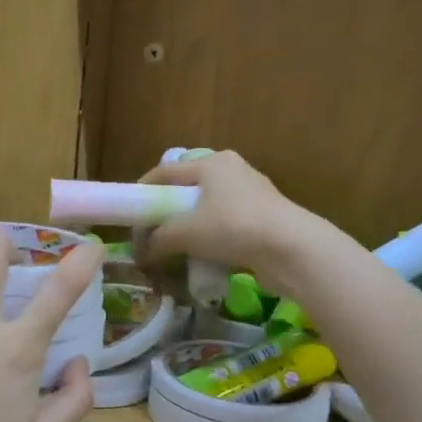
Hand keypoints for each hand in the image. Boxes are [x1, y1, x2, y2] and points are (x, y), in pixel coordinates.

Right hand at [136, 151, 329, 295]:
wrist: (292, 249)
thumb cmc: (232, 228)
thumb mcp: (185, 233)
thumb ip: (157, 240)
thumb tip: (141, 254)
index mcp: (211, 163)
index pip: (164, 171)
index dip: (142, 192)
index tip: (129, 214)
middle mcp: (232, 171)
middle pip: (187, 189)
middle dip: (166, 213)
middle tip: (151, 234)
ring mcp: (251, 194)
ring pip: (207, 209)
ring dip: (189, 229)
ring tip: (175, 249)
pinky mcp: (264, 218)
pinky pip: (226, 225)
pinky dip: (211, 239)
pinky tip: (204, 258)